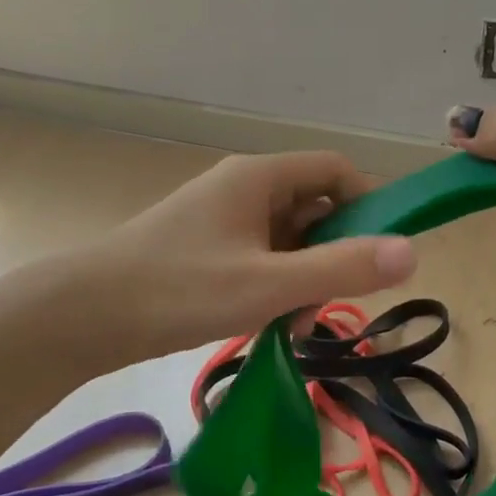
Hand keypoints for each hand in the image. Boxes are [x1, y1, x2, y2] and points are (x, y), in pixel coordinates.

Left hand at [82, 151, 416, 362]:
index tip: (383, 252)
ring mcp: (222, 219)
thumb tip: (412, 252)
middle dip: (333, 254)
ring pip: (288, 239)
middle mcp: (243, 188)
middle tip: (331, 303)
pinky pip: (260, 257)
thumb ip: (341, 269)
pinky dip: (274, 287)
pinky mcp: (206, 248)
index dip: (368, 203)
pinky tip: (266, 325)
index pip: (335, 170)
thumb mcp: (268, 284)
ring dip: (303, 278)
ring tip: (292, 325)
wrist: (83, 315)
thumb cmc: (179, 290)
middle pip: (314, 207)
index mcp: (260, 177)